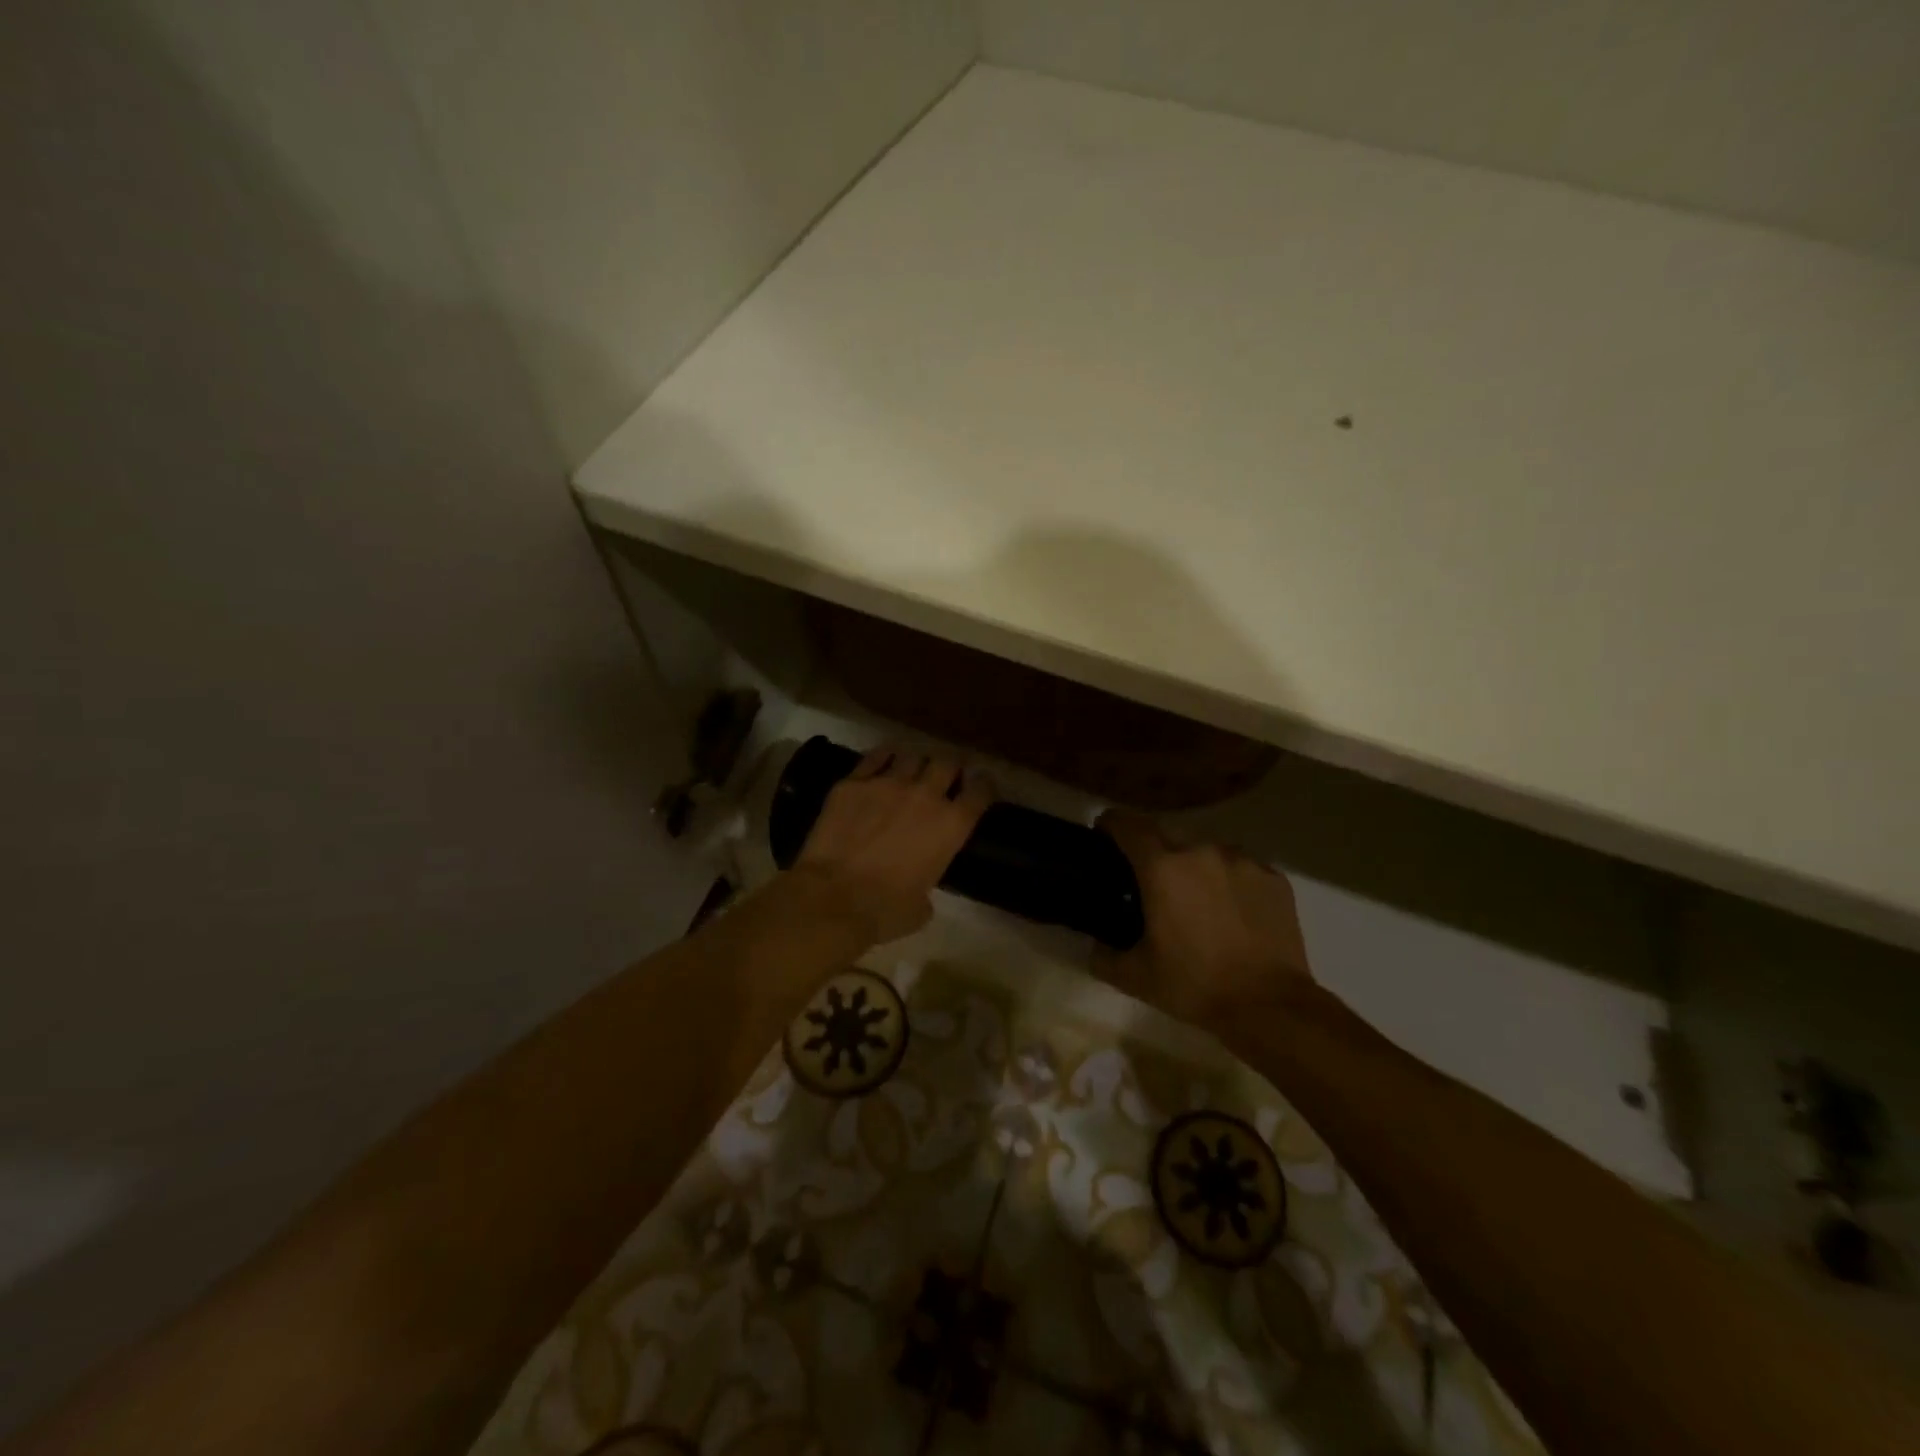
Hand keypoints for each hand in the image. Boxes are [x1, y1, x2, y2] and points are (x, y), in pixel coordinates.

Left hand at [790, 746, 991, 944]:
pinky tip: (884, 761)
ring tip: (911, 770)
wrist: (832, 899)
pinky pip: (875, 757)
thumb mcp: (922, 907)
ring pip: (912, 755)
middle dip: (950, 766)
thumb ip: (928, 884)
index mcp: (951, 825)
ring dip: (916, 762)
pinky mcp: (853, 783)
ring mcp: (888, 783)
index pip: (980, 791)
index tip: (979, 787)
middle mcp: (926, 795)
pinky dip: (885, 756)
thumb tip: (918, 884)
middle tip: (945, 774)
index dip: (983, 786)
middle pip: (948, 762)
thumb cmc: (884, 911)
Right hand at [1095, 811, 1314, 1030]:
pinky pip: (1240, 868)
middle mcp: (1201, 852)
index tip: (1103, 837)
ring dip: (1194, 869)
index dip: (1110, 825)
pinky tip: (1232, 913)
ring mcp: (1243, 861)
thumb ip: (1104, 955)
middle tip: (1151, 887)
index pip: (1127, 824)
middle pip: (1167, 837)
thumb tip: (1095, 945)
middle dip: (1154, 855)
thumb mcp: (1135, 978)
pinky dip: (1229, 882)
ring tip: (1196, 902)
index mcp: (1162, 868)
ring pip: (1206, 853)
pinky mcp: (1274, 878)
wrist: (1271, 1006)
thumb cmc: (1195, 985)